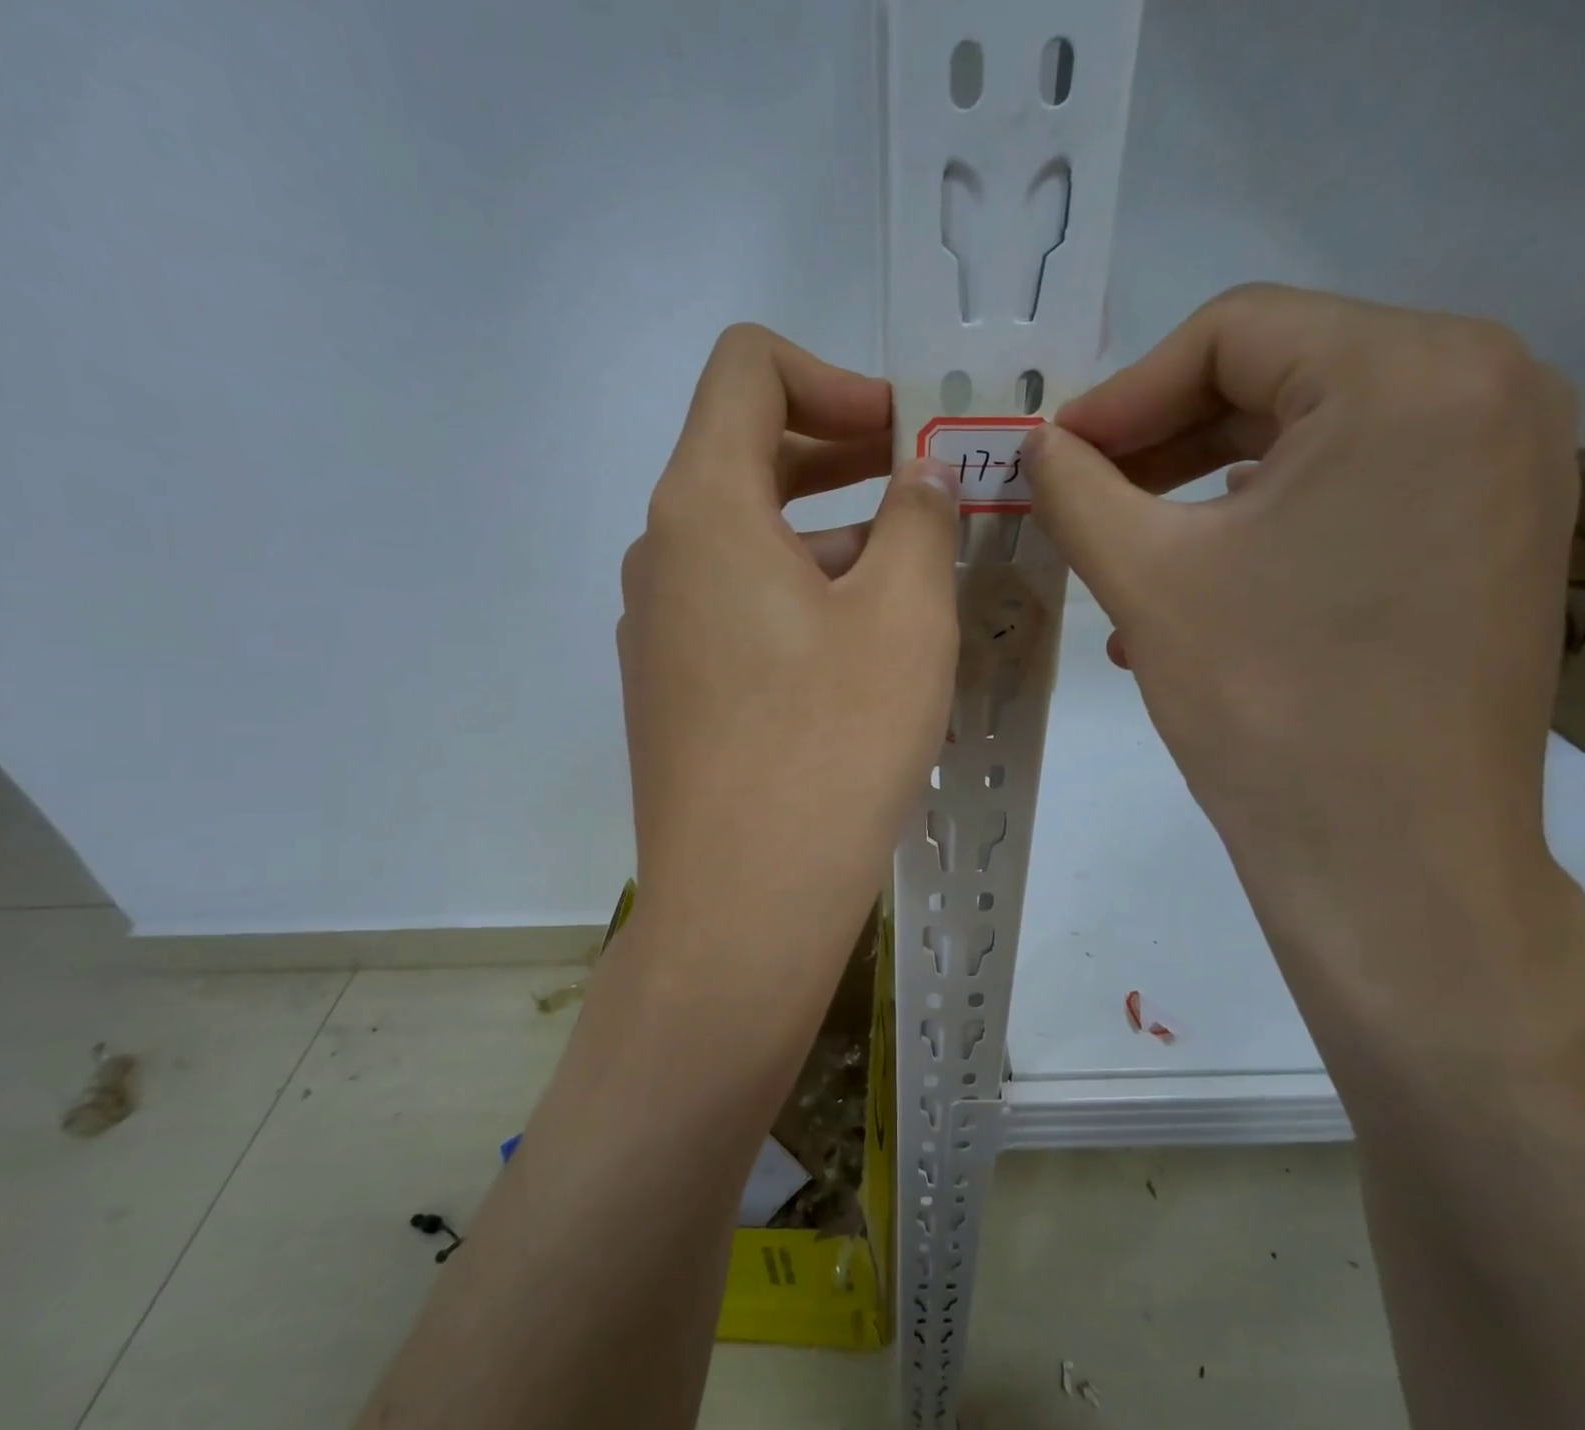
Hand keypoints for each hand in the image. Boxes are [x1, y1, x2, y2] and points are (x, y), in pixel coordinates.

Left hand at [617, 325, 958, 1001]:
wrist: (744, 904)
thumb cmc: (832, 746)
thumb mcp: (904, 615)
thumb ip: (918, 520)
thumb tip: (915, 484)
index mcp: (703, 508)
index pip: (747, 370)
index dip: (835, 379)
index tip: (904, 436)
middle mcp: (662, 555)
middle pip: (746, 454)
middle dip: (843, 455)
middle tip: (926, 492)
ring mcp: (658, 629)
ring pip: (747, 540)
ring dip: (829, 536)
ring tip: (912, 581)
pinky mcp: (673, 689)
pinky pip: (737, 607)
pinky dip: (800, 597)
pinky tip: (860, 651)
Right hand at [1026, 286, 1584, 1038]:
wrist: (1390, 860)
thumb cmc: (1266, 702)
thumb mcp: (1145, 578)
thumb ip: (1075, 487)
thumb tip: (1037, 444)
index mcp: (1413, 372)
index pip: (1233, 331)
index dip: (1123, 392)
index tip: (1053, 457)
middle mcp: (1488, 391)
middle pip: (1276, 380)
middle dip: (1156, 445)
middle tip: (1077, 500)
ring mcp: (1504, 469)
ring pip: (1307, 444)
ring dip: (1198, 493)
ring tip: (1121, 558)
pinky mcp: (1491, 538)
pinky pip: (1350, 498)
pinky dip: (1260, 530)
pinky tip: (1193, 594)